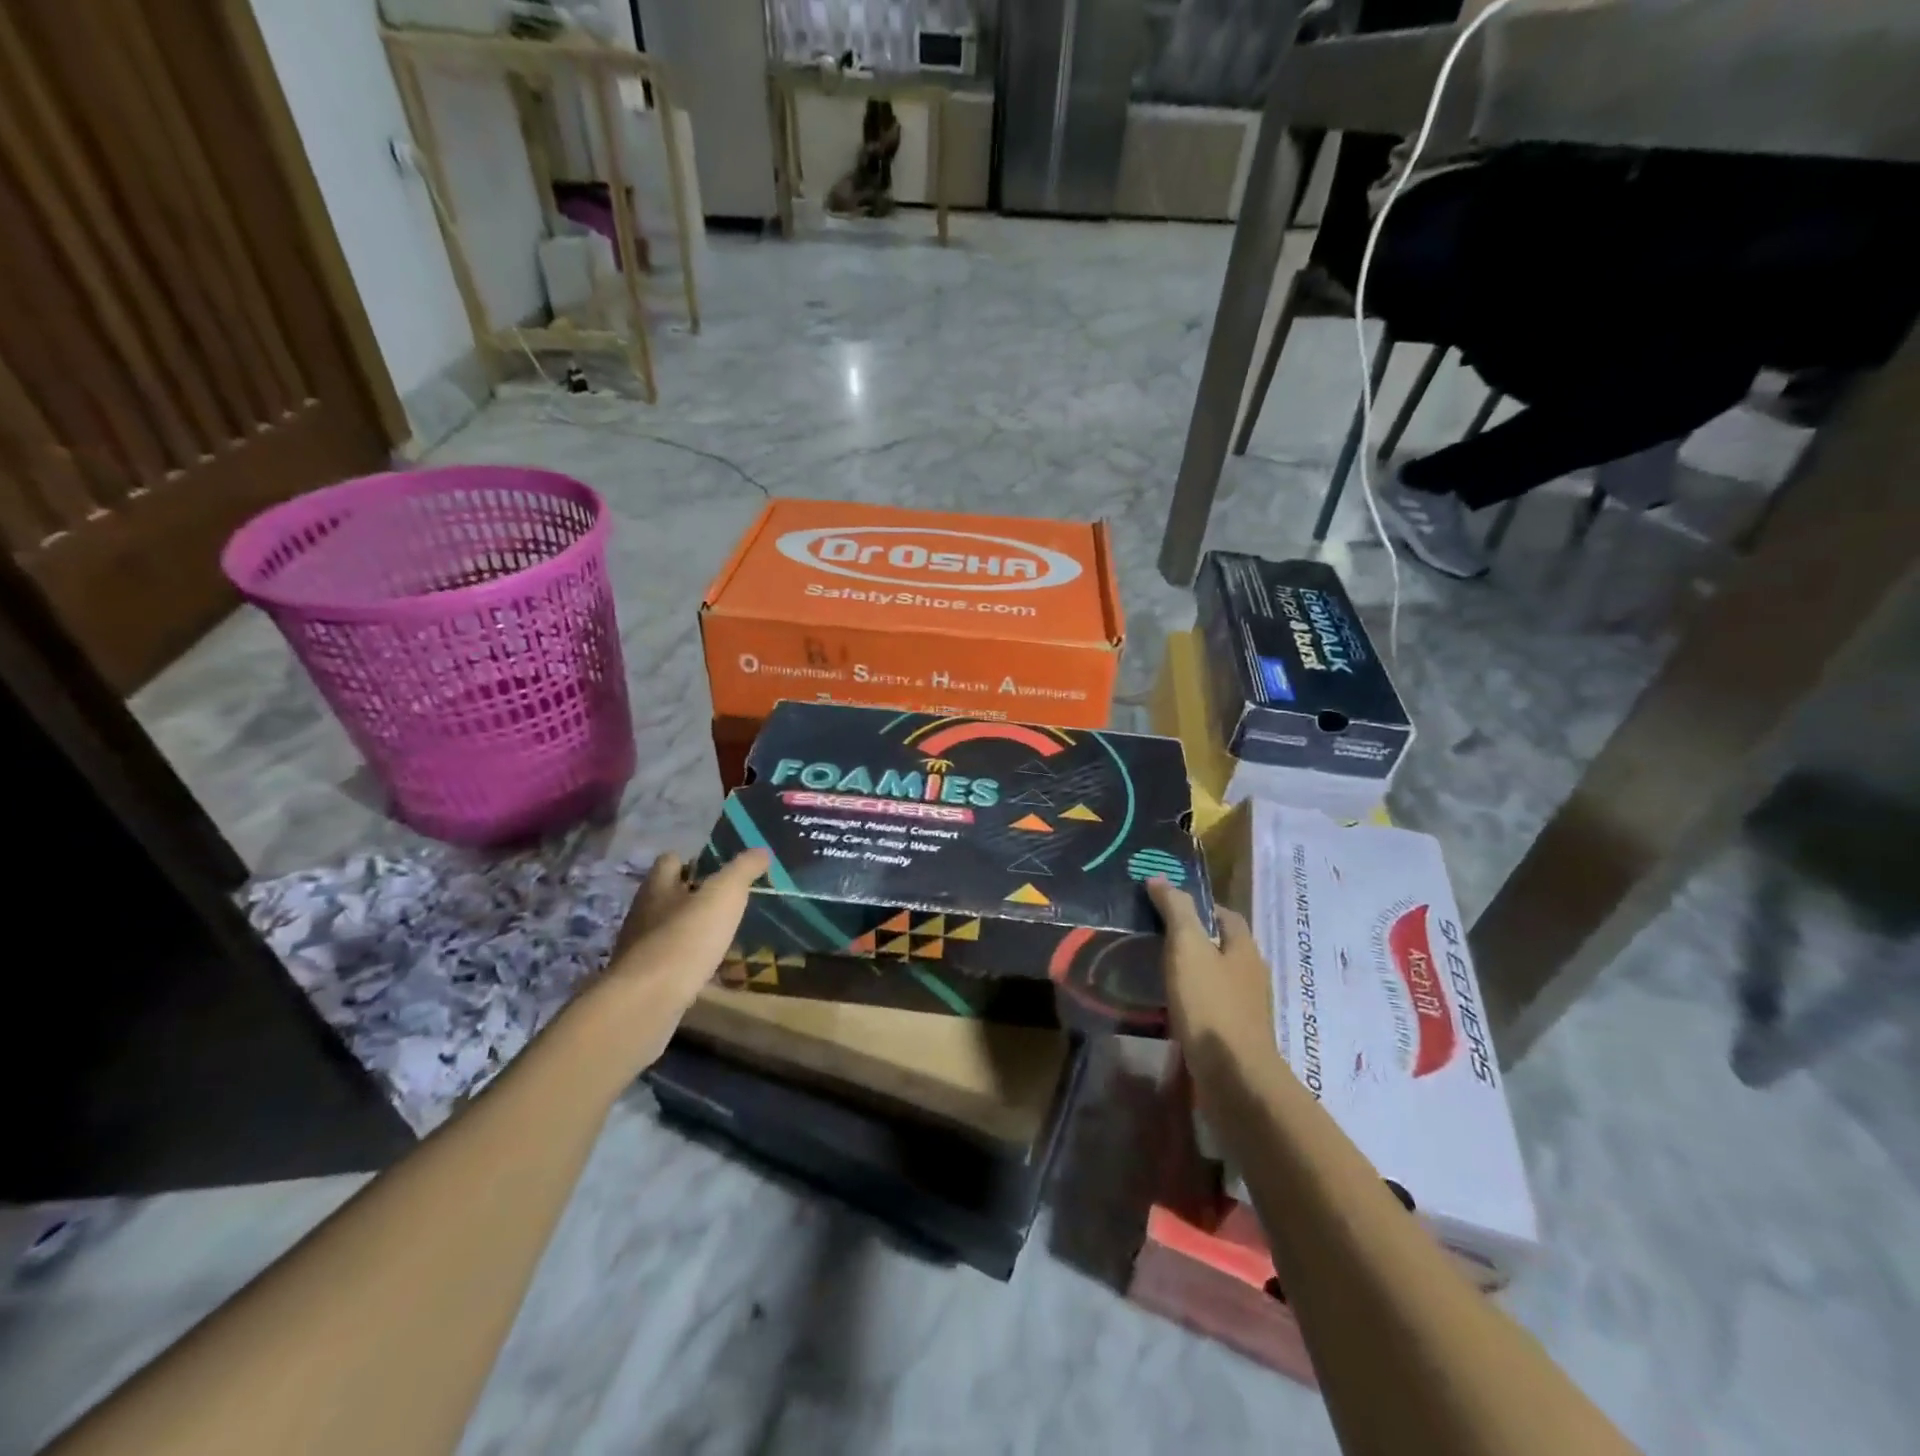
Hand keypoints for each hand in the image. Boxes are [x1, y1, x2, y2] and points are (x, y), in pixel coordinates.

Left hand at [588, 848, 767, 1069]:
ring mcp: (640, 949)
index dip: (694, 861)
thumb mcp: (724, 895)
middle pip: (668, 895)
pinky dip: (689, 962)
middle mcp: (643, 913)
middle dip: (694, 897)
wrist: (645, 1004)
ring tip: (724, 936)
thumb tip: (761, 850)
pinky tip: (710, 969)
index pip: (670, 860)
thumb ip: (743, 870)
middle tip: (729, 902)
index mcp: (657, 887)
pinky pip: (670, 962)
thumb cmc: (685, 939)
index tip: (721, 869)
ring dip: (692, 931)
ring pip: (669, 930)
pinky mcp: (643, 981)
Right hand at [1147, 879, 1278, 1073]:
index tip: (1168, 906)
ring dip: (1194, 973)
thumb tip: (1160, 878)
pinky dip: (1194, 1002)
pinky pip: (1214, 1008)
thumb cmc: (1210, 1004)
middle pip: (1224, 947)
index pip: (1226, 915)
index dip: (1200, 906)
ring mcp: (1248, 1009)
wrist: (1233, 1077)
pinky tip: (1172, 1008)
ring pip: (1219, 979)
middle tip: (1157, 938)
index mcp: (1245, 948)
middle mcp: (1252, 975)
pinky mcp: (1237, 1037)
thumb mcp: (1187, 947)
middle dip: (1196, 940)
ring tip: (1159, 972)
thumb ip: (1176, 910)